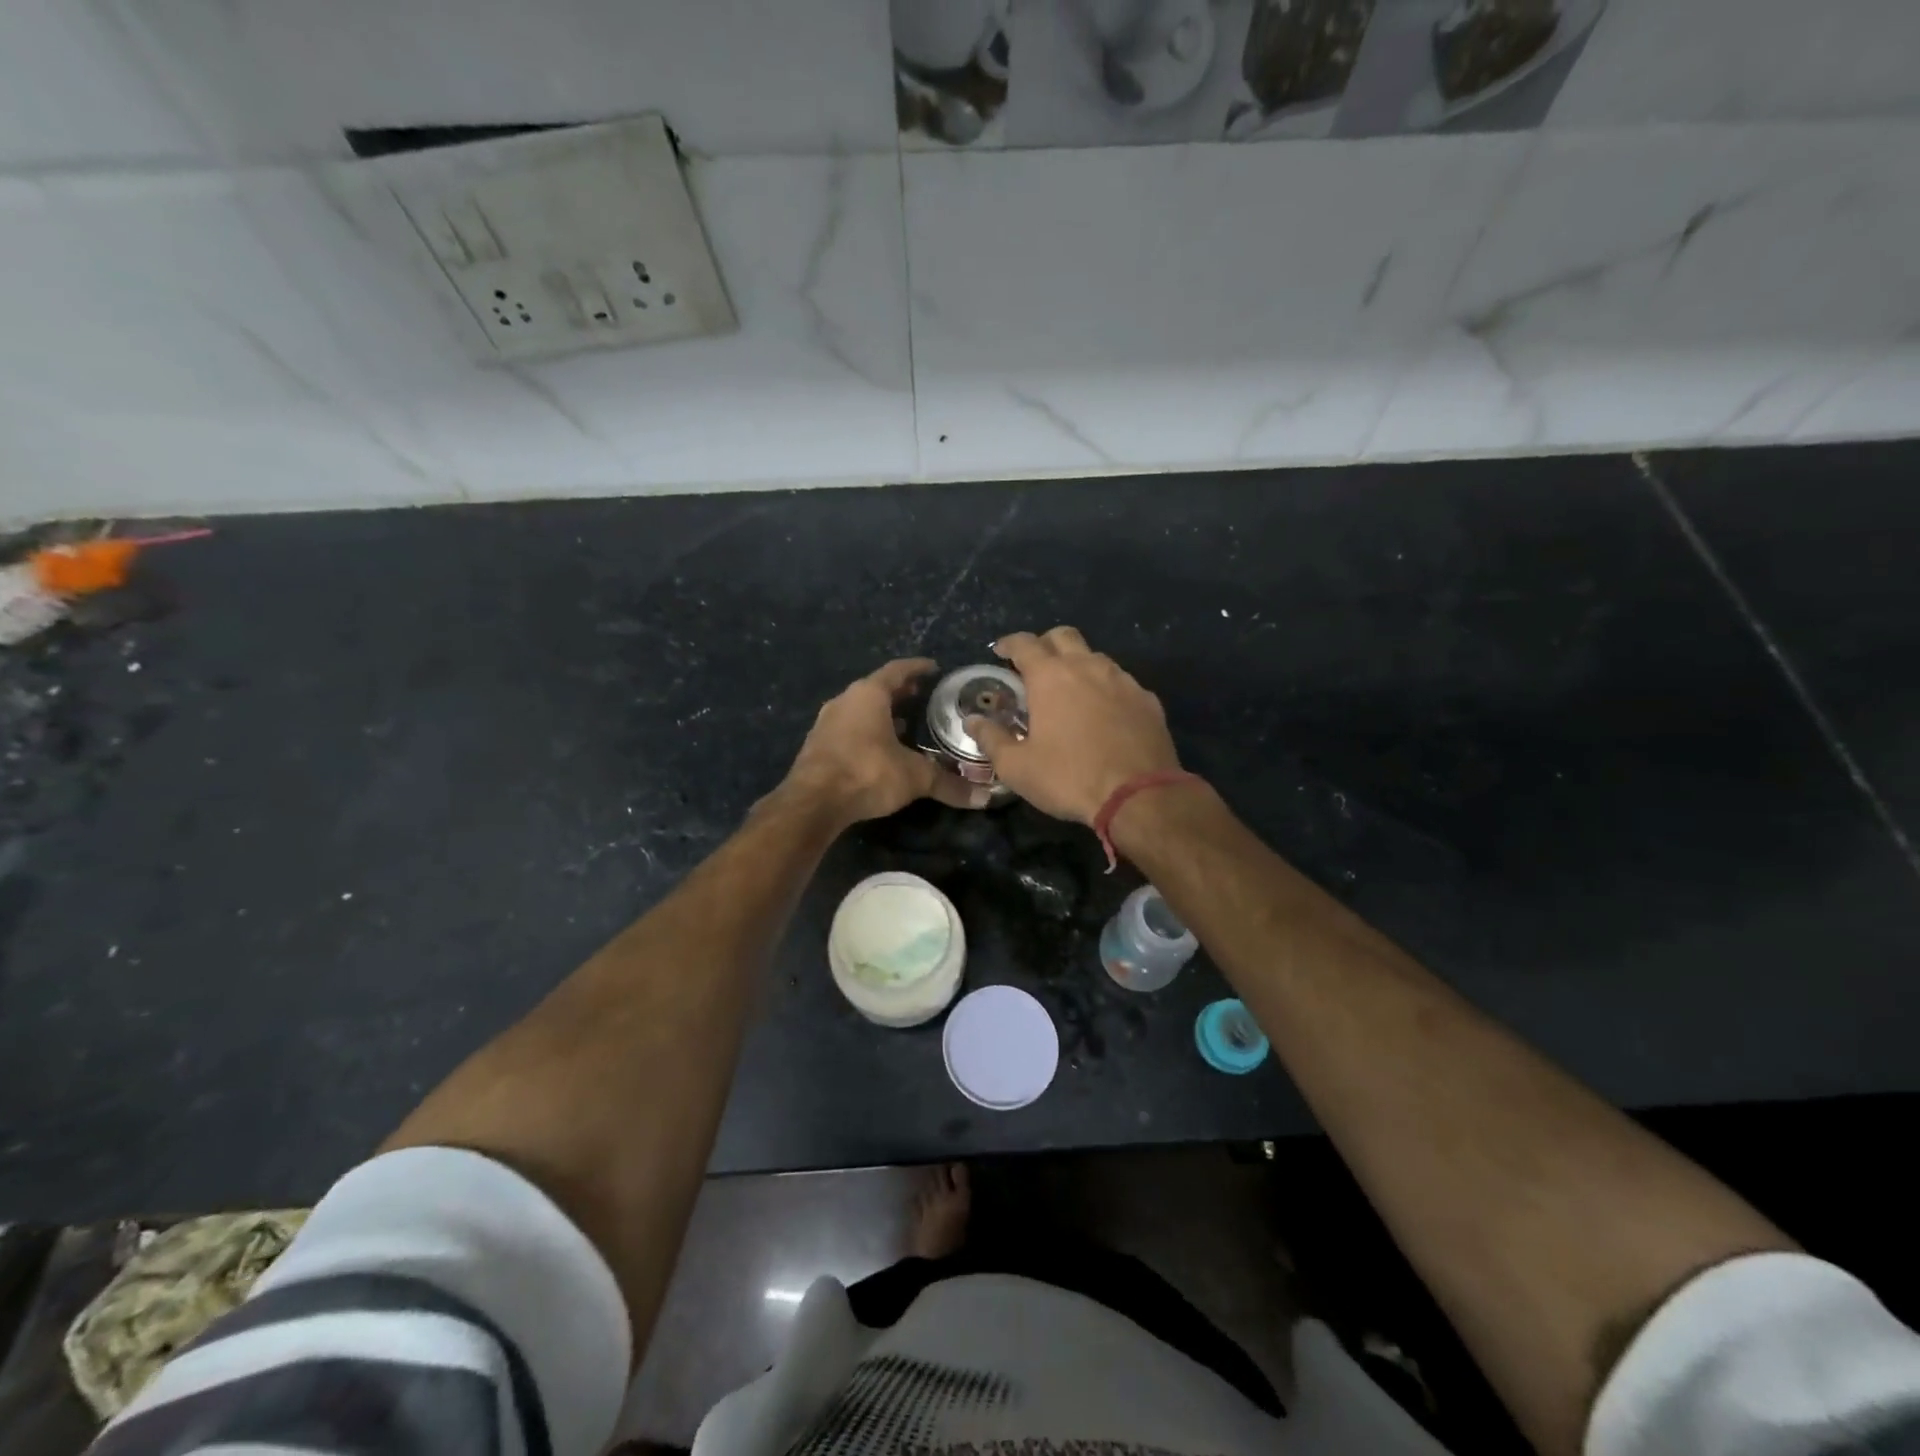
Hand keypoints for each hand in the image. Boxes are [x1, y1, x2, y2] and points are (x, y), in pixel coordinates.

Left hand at [782, 658, 986, 824]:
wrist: (813, 802)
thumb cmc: (867, 773)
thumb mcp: (914, 777)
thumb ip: (948, 784)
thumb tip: (983, 798)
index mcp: (868, 694)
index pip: (897, 670)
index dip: (917, 668)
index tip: (934, 667)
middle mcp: (845, 701)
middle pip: (876, 689)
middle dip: (900, 692)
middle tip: (922, 695)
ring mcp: (827, 723)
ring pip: (860, 709)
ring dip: (881, 713)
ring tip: (904, 722)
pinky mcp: (817, 745)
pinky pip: (848, 729)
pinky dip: (866, 731)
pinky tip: (879, 749)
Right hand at [966, 627, 1180, 824]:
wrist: (1139, 796)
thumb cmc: (1069, 778)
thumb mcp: (1017, 767)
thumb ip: (991, 739)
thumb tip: (973, 720)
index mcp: (1051, 677)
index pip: (1025, 644)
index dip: (1009, 644)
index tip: (1001, 652)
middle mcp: (1087, 667)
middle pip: (1063, 636)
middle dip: (1045, 644)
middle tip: (1035, 666)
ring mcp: (1122, 680)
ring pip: (1095, 657)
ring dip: (1078, 665)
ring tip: (1070, 691)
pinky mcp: (1147, 699)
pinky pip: (1121, 682)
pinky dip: (1106, 689)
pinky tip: (1103, 713)